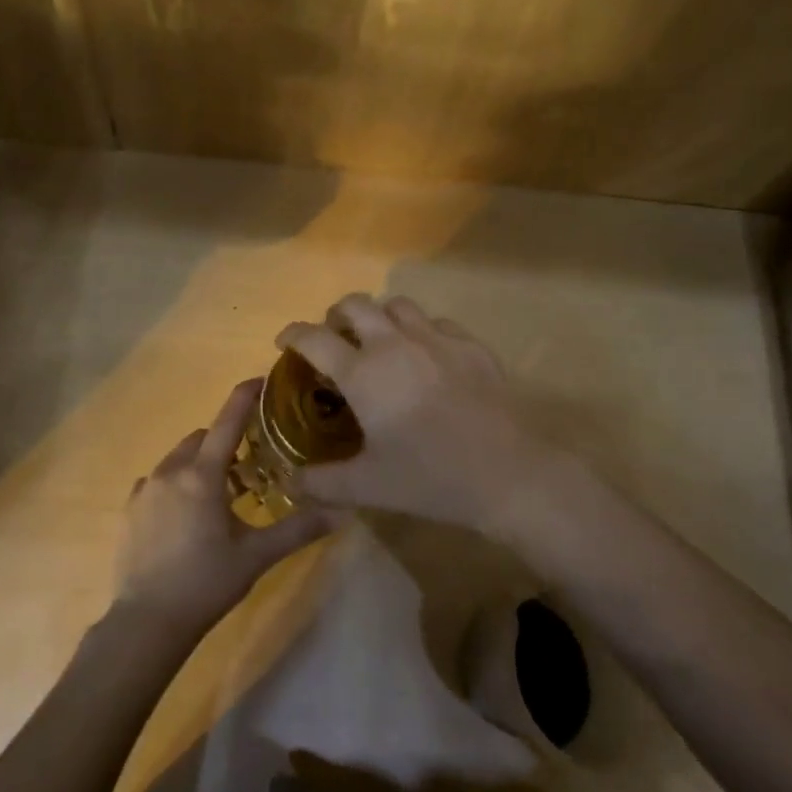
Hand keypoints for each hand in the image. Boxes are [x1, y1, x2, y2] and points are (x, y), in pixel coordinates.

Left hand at [114, 378, 336, 640]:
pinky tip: (187, 513)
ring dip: (200, 463)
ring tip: (220, 493)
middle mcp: (170, 472)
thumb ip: (299, 529)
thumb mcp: (257, 555)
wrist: (147, 622)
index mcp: (202, 476)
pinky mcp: (130, 510)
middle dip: (225, 441)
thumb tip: (343, 511)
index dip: (244, 397)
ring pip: (178, 459)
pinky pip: (158, 481)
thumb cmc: (206, 582)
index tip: (260, 380)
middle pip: (202, 438)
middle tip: (248, 466)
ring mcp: (145, 490)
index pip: (227, 422)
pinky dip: (177, 483)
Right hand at [276, 294, 563, 531]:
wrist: (506, 472)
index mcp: (363, 372)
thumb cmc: (429, 477)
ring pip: (398, 306)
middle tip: (333, 338)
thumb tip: (292, 482)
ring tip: (379, 341)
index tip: (285, 341)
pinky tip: (426, 356)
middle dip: (336, 315)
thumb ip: (322, 482)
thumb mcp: (367, 486)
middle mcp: (395, 344)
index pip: (314, 338)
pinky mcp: (471, 345)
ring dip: (379, 316)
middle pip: (355, 305)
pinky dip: (421, 330)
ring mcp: (437, 339)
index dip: (293, 335)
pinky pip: (437, 323)